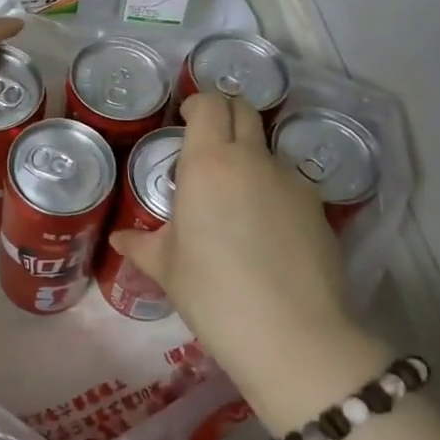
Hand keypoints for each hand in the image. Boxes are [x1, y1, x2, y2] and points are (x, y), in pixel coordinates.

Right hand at [108, 92, 386, 413]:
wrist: (292, 335)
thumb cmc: (212, 292)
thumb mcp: (167, 268)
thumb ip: (141, 245)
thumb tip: (120, 239)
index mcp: (208, 163)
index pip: (209, 104)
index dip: (197, 105)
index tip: (185, 120)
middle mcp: (252, 160)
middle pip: (244, 110)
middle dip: (225, 115)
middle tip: (207, 144)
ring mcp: (291, 182)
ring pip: (268, 148)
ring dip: (249, 156)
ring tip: (235, 197)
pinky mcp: (319, 209)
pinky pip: (289, 183)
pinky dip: (273, 189)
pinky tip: (265, 229)